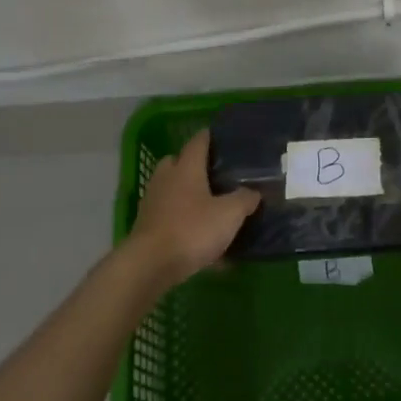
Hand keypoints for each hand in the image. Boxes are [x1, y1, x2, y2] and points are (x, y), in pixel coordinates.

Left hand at [123, 130, 260, 288]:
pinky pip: (168, 214)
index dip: (209, 137)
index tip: (221, 136)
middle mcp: (165, 179)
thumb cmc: (192, 230)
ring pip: (170, 189)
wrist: (150, 264)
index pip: (198, 142)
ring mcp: (152, 202)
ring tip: (207, 205)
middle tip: (215, 174)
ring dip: (185, 193)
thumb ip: (244, 199)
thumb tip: (254, 192)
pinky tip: (198, 236)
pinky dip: (181, 218)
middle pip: (177, 162)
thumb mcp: (229, 214)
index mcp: (186, 168)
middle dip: (193, 165)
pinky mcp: (146, 225)